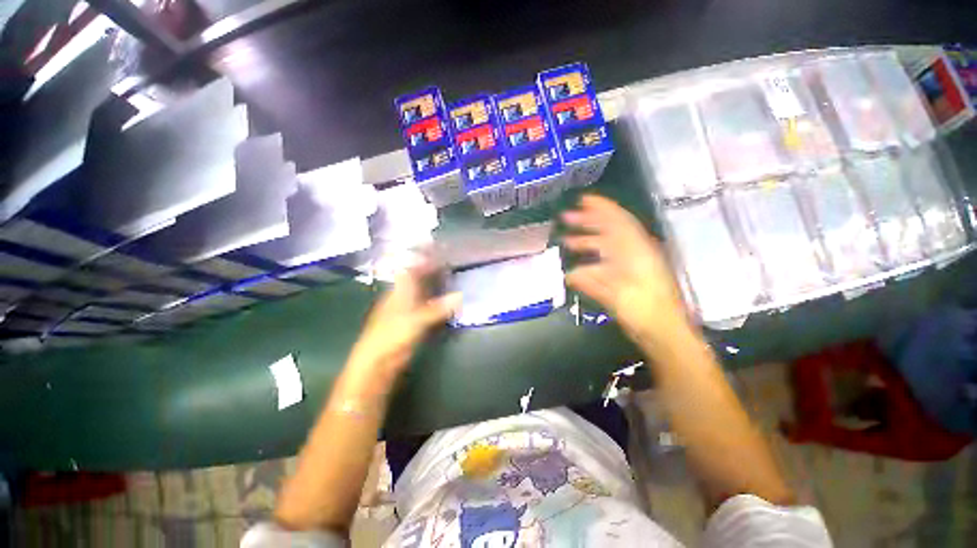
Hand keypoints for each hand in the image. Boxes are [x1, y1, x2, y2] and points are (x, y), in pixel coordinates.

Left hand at [348, 259, 460, 381]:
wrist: (377, 363)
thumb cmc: (392, 337)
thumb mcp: (417, 321)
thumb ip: (439, 308)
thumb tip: (460, 296)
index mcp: (400, 290)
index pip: (413, 266)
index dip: (424, 255)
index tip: (437, 245)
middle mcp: (403, 295)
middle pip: (419, 276)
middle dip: (432, 267)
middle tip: (449, 258)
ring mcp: (407, 308)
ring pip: (423, 290)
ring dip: (436, 282)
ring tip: (451, 274)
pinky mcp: (412, 321)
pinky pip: (427, 304)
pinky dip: (437, 299)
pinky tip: (446, 298)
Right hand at [561, 195, 689, 342]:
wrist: (665, 332)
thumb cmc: (644, 312)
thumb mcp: (618, 296)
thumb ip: (593, 283)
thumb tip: (569, 275)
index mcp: (637, 251)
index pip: (618, 221)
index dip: (600, 208)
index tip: (582, 199)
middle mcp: (636, 252)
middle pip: (611, 229)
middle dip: (588, 221)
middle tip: (567, 218)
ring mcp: (633, 264)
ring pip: (608, 245)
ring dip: (588, 240)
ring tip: (568, 240)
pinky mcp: (630, 275)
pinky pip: (607, 261)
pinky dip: (592, 259)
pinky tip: (578, 267)